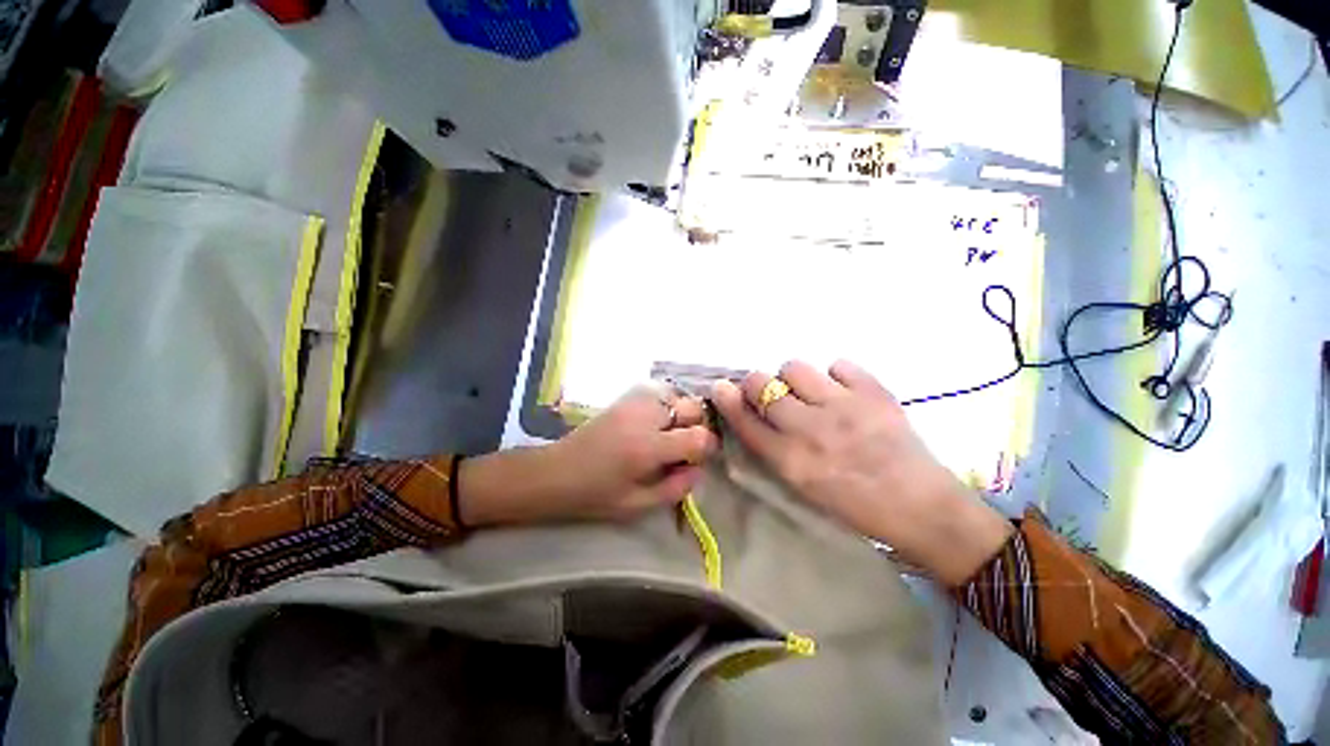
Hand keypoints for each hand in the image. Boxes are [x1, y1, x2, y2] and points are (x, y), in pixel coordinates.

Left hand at [460, 387, 717, 525]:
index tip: (698, 459)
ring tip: (669, 433)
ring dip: (682, 413)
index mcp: (648, 448)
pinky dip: (667, 403)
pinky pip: (660, 391)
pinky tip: (656, 421)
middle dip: (696, 426)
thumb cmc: (595, 495)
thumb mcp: (638, 505)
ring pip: (678, 395)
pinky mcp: (625, 396)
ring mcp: (635, 401)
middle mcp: (646, 417)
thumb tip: (699, 468)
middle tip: (683, 446)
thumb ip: (676, 488)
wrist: (555, 472)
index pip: (699, 437)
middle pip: (693, 408)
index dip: (707, 448)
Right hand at [711, 360, 1012, 585]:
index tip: (721, 388)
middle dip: (757, 384)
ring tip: (809, 391)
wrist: (922, 510)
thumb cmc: (855, 507)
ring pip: (794, 367)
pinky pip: (838, 364)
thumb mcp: (803, 487)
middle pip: (762, 385)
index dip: (728, 400)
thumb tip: (754, 414)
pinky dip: (835, 375)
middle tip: (769, 392)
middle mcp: (810, 429)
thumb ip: (774, 449)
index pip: (745, 420)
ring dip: (794, 377)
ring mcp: (843, 406)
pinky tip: (843, 393)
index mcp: (791, 461)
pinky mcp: (874, 393)